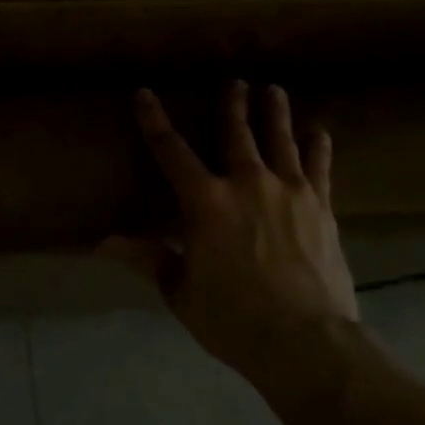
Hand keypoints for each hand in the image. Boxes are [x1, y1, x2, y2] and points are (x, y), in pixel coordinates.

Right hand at [102, 81, 358, 386]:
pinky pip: (319, 168)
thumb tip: (102, 242)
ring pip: (280, 140)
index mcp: (205, 202)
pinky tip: (320, 133)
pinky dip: (318, 148)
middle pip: (236, 133)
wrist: (306, 342)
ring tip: (273, 90)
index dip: (154, 121)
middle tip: (236, 82)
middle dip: (233, 105)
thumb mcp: (180, 290)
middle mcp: (247, 184)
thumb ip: (148, 257)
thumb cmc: (233, 318)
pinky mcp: (322, 208)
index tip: (145, 95)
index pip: (170, 151)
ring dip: (275, 113)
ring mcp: (289, 192)